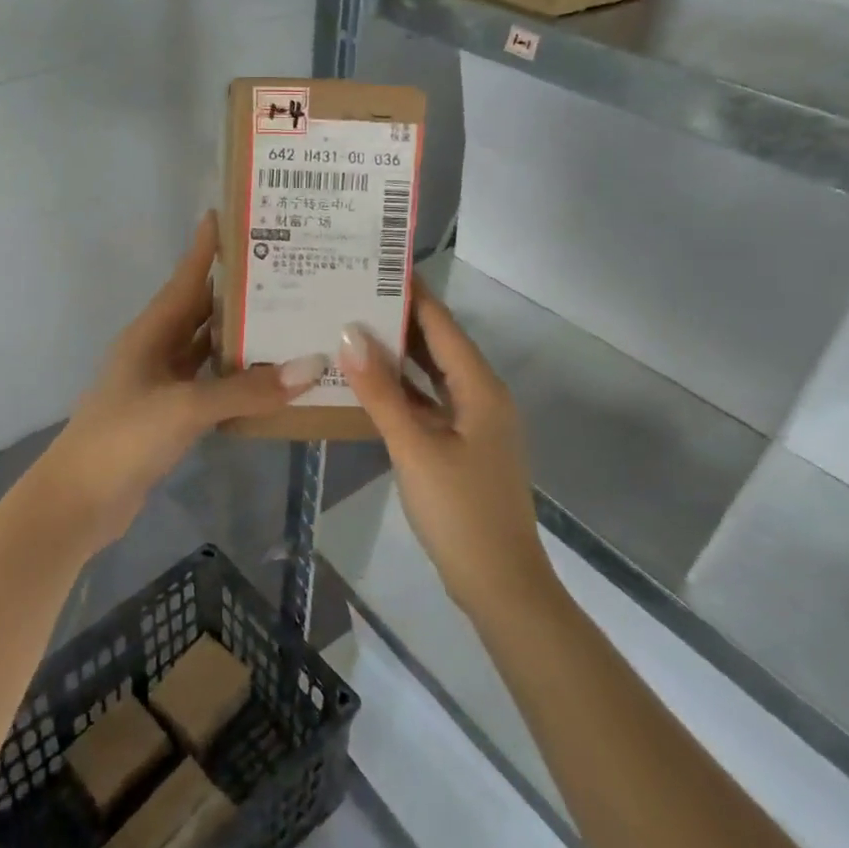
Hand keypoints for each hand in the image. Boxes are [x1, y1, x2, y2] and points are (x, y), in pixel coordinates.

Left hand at [31, 211, 328, 552]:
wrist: (79, 502)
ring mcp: (163, 384)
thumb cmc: (123, 439)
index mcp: (151, 332)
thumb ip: (246, 389)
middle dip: (239, 290)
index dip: (207, 247)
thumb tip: (312, 365)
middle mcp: (157, 349)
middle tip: (287, 268)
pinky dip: (238, 379)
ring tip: (292, 317)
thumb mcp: (185, 408)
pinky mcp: (171, 415)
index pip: (186, 278)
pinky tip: (272, 379)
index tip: (234, 214)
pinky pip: (211, 385)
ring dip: (243, 336)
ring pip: (209, 348)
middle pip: (202, 310)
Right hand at [339, 291, 551, 617]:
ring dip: (398, 355)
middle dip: (399, 319)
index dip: (412, 293)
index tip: (377, 263)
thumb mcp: (414, 447)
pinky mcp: (463, 445)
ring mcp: (474, 423)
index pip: (442, 325)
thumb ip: (381, 391)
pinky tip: (369, 384)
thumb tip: (349, 333)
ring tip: (353, 326)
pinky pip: (430, 403)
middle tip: (353, 292)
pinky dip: (403, 390)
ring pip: (433, 375)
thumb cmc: (459, 511)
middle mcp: (482, 396)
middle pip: (438, 345)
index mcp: (480, 387)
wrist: (499, 583)